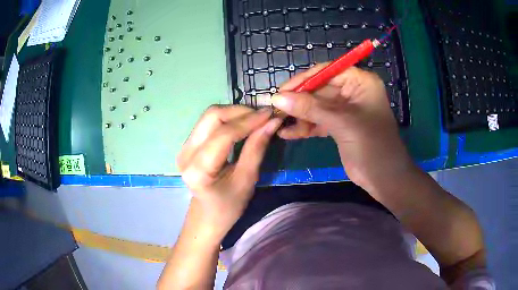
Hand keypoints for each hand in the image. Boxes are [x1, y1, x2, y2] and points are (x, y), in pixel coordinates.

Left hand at [177, 105, 281, 239]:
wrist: (207, 215)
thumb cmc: (229, 206)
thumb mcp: (247, 180)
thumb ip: (257, 148)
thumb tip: (272, 121)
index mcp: (198, 169)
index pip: (224, 134)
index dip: (249, 120)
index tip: (271, 114)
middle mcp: (186, 153)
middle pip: (212, 116)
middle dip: (241, 111)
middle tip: (264, 116)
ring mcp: (184, 146)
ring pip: (210, 115)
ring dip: (235, 113)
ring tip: (256, 119)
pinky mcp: (188, 144)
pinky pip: (209, 122)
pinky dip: (228, 118)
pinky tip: (243, 124)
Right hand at [272, 64, 413, 191]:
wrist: (384, 178)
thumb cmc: (371, 144)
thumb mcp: (341, 122)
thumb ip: (309, 108)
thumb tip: (277, 98)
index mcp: (359, 82)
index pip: (326, 72)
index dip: (303, 80)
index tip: (281, 91)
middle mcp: (352, 92)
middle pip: (319, 90)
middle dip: (299, 101)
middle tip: (276, 110)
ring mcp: (345, 110)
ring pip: (316, 106)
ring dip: (299, 115)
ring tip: (279, 124)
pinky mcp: (339, 126)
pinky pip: (318, 121)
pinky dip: (305, 127)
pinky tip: (288, 134)